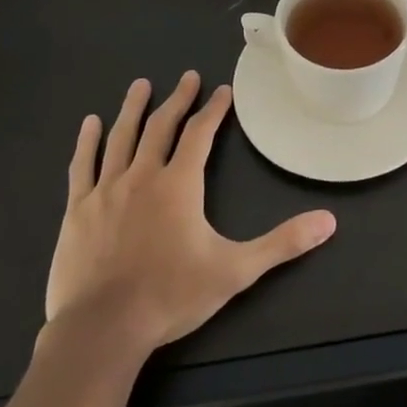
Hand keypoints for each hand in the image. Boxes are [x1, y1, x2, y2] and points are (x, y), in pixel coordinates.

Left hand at [45, 72, 336, 360]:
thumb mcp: (235, 270)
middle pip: (161, 126)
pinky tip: (90, 123)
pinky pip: (83, 166)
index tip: (222, 91)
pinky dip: (87, 142)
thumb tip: (328, 221)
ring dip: (132, 109)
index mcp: (179, 184)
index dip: (213, 110)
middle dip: (177, 99)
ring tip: (140, 85)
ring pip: (121, 137)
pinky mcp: (78, 210)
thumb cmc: (171, 296)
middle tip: (187, 77)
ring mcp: (106, 190)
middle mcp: (143, 175)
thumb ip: (282, 243)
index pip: (199, 134)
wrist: (103, 329)